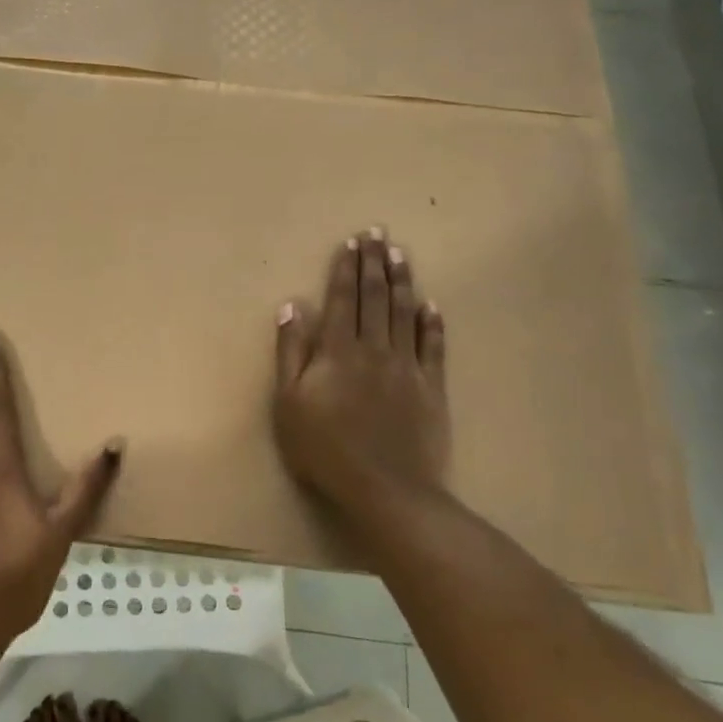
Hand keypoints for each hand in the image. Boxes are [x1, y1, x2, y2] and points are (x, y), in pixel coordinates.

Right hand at [272, 229, 450, 545]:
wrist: (385, 487)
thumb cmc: (324, 448)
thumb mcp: (288, 402)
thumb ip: (290, 352)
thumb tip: (292, 307)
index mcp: (337, 351)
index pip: (342, 299)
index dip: (346, 268)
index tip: (351, 241)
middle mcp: (374, 348)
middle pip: (375, 298)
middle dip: (374, 263)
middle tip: (378, 233)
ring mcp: (406, 367)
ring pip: (405, 314)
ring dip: (402, 282)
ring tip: (401, 254)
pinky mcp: (431, 388)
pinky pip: (434, 347)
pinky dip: (433, 324)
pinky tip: (432, 305)